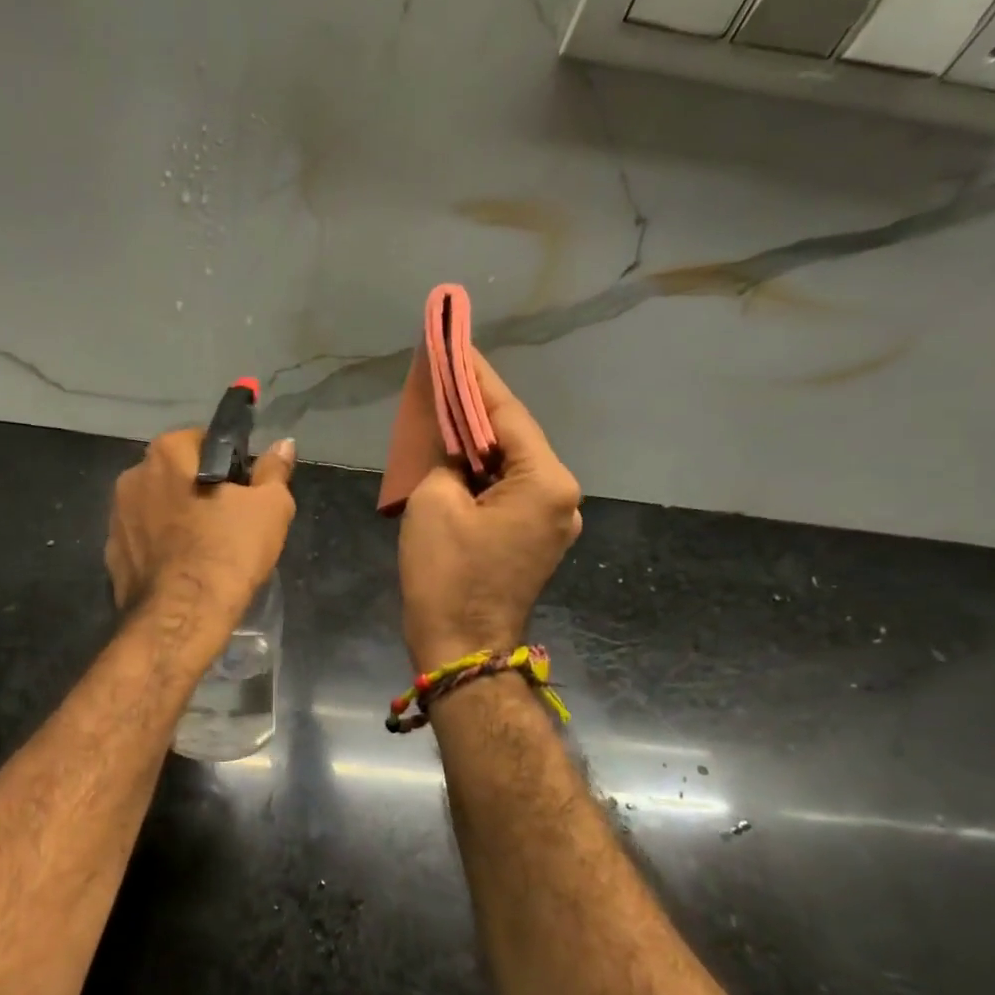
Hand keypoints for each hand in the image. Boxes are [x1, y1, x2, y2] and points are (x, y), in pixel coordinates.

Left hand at [107, 429, 296, 638]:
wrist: (180, 618)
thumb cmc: (227, 552)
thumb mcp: (269, 508)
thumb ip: (274, 471)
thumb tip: (283, 444)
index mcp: (166, 453)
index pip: (202, 440)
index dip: (228, 463)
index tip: (244, 491)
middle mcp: (132, 477)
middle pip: (176, 474)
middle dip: (199, 490)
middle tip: (230, 522)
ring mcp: (116, 518)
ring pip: (157, 508)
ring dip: (177, 519)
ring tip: (206, 550)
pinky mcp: (111, 556)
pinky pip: (143, 541)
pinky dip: (161, 549)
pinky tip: (182, 570)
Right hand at [399, 352, 581, 671]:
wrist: (460, 649)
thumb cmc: (446, 575)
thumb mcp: (433, 501)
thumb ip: (446, 459)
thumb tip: (455, 453)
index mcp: (546, 481)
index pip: (506, 414)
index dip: (476, 379)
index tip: (456, 346)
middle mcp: (561, 497)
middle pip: (513, 440)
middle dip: (475, 412)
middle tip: (444, 377)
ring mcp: (552, 523)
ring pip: (510, 468)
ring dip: (477, 446)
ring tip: (444, 414)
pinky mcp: (533, 542)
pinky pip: (507, 494)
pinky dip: (481, 477)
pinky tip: (454, 461)